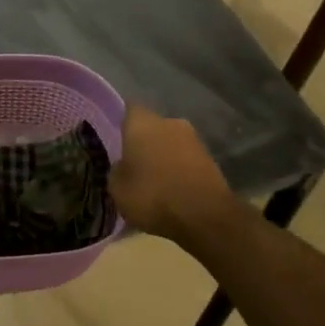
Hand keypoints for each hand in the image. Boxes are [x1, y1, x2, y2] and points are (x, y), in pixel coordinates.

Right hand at [109, 106, 242, 245]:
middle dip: (143, 142)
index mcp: (142, 123)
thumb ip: (117, 170)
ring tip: (153, 181)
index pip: (128, 109)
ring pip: (170, 143)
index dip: (121, 123)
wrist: (205, 216)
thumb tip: (123, 165)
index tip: (114, 138)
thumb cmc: (153, 195)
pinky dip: (178, 170)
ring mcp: (193, 139)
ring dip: (162, 157)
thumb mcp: (117, 188)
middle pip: (151, 127)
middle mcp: (169, 122)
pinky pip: (185, 160)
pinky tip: (172, 190)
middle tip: (132, 163)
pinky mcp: (211, 159)